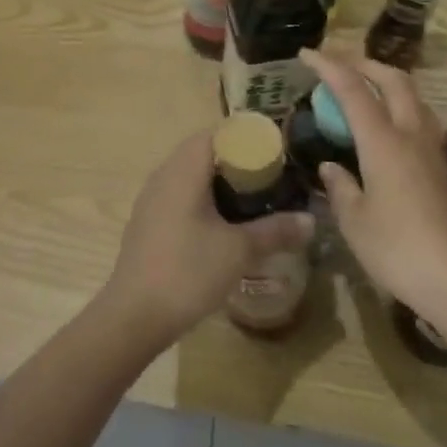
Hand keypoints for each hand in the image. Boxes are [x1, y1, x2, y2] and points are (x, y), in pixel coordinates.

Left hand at [100, 131, 313, 346]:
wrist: (135, 313)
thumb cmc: (188, 271)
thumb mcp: (239, 251)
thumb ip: (276, 231)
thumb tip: (310, 221)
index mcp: (183, 169)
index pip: (215, 133)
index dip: (246, 137)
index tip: (274, 151)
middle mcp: (163, 175)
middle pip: (203, 152)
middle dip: (237, 160)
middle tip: (270, 177)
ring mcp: (151, 198)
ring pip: (190, 175)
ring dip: (218, 181)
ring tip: (252, 199)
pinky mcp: (147, 220)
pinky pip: (179, 195)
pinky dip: (202, 199)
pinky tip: (222, 224)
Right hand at [300, 50, 446, 319]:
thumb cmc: (400, 250)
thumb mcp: (354, 222)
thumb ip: (340, 188)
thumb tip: (331, 167)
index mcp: (383, 142)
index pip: (353, 89)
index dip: (328, 66)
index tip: (306, 53)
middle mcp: (411, 136)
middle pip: (394, 80)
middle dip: (364, 63)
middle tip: (337, 63)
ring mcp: (433, 152)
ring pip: (413, 98)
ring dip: (386, 82)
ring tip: (361, 89)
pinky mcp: (444, 171)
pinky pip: (419, 121)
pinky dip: (397, 108)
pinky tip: (384, 129)